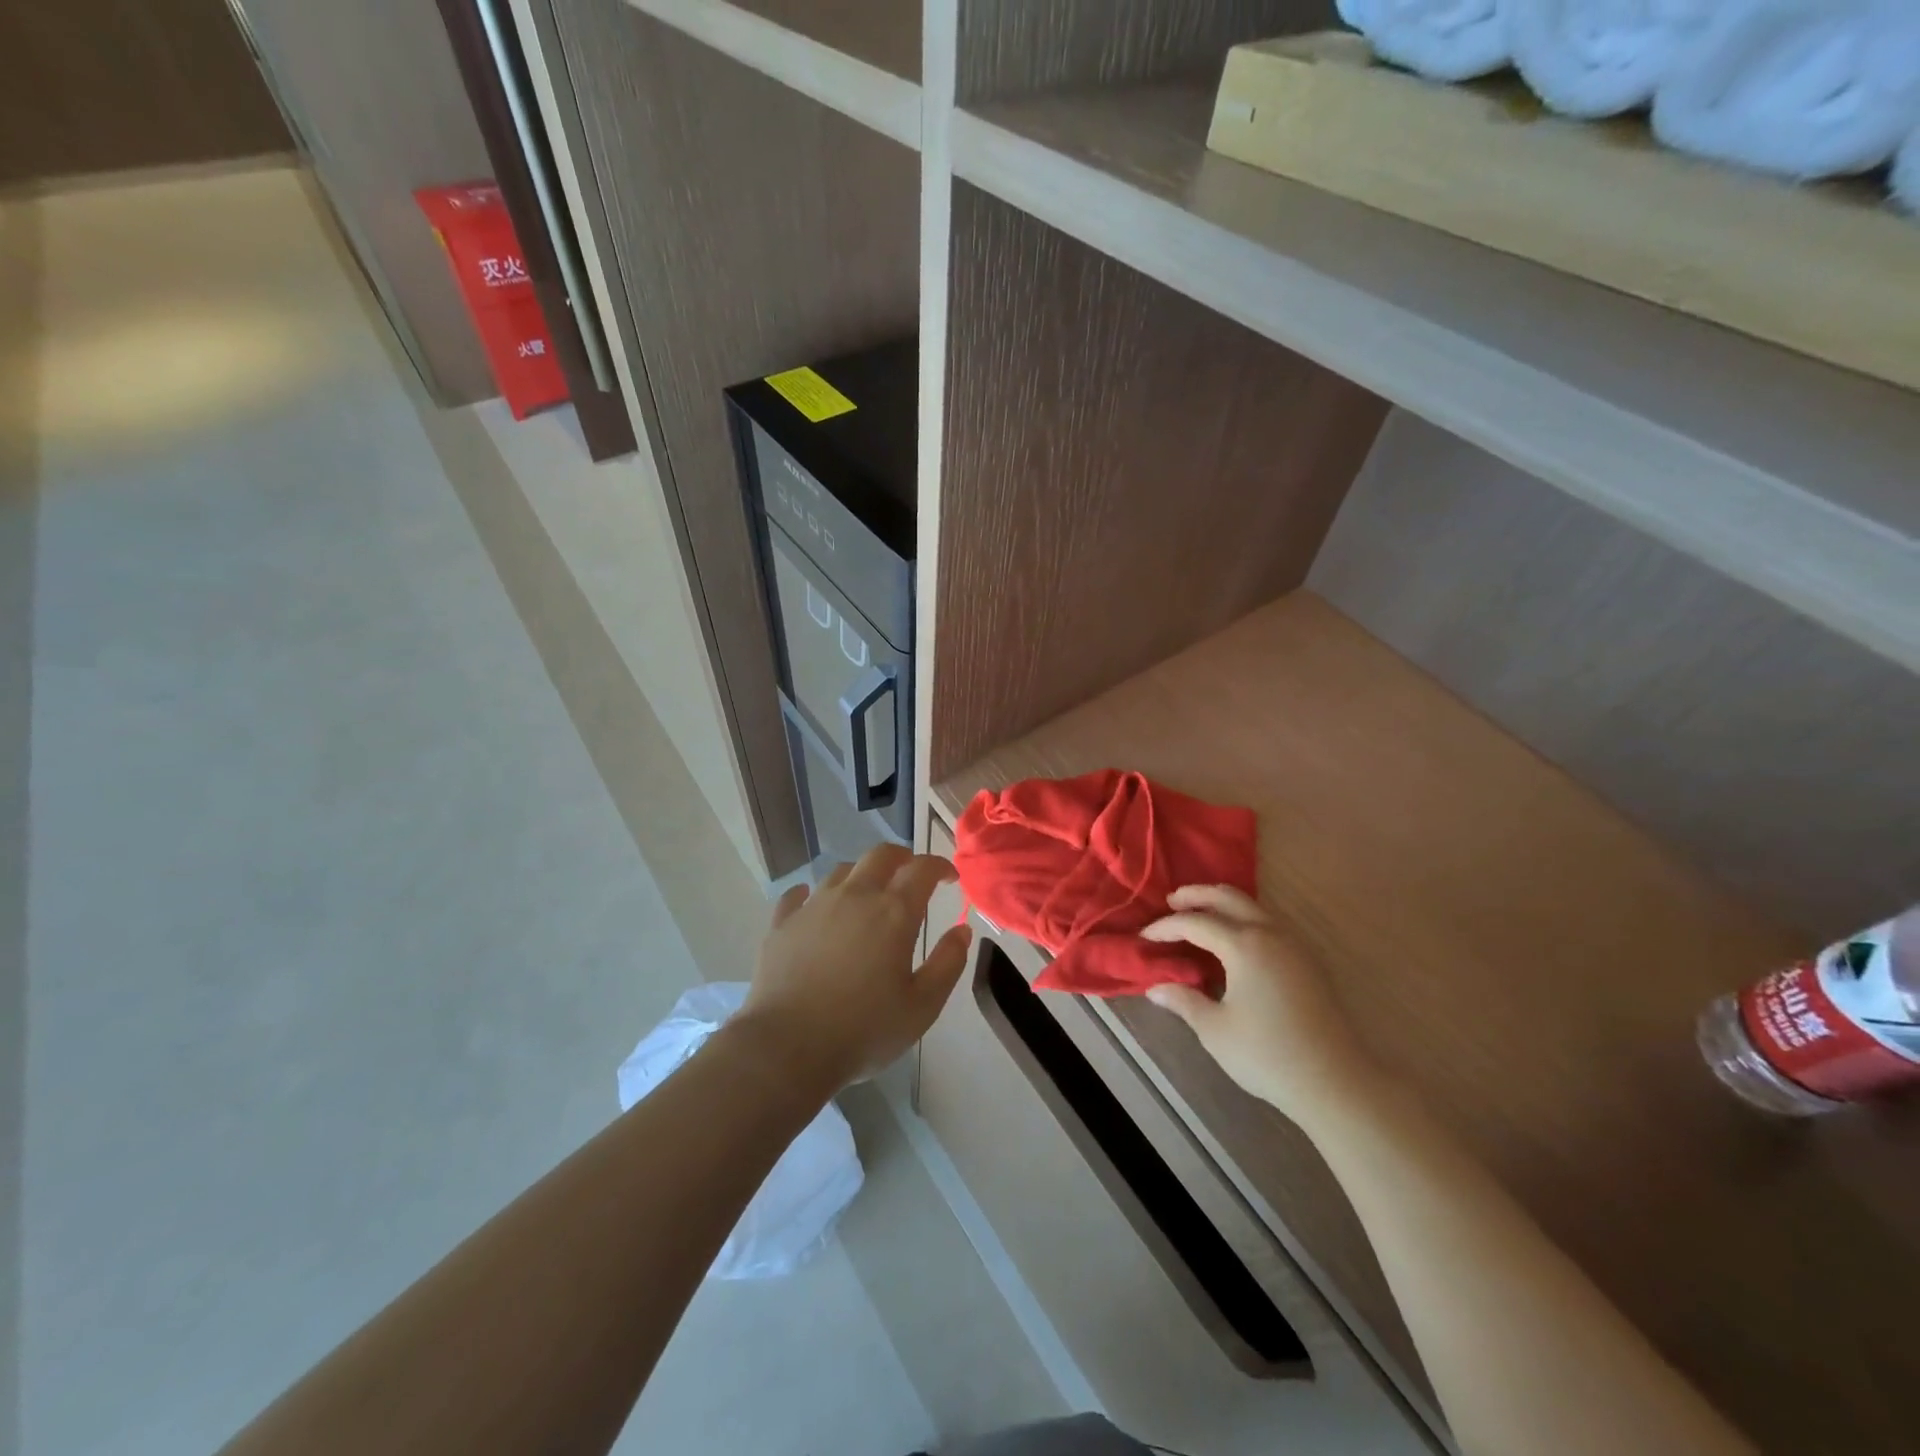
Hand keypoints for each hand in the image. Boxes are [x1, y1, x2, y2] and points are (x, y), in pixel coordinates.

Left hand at [739, 843, 973, 1091]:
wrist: (787, 1048)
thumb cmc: (864, 1030)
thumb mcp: (922, 1006)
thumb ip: (948, 963)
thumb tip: (962, 930)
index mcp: (893, 912)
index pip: (922, 869)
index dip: (940, 866)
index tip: (949, 878)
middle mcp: (854, 896)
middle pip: (881, 855)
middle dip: (902, 858)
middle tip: (911, 876)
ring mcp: (814, 906)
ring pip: (842, 871)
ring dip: (862, 875)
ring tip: (867, 896)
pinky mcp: (782, 923)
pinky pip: (798, 894)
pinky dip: (811, 894)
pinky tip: (814, 905)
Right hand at [1142, 885, 1379, 1123]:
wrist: (1335, 1081)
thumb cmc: (1267, 1054)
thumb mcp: (1215, 1029)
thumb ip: (1183, 1001)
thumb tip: (1155, 988)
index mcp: (1244, 945)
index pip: (1195, 922)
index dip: (1166, 926)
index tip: (1144, 936)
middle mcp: (1270, 933)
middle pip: (1227, 897)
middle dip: (1196, 896)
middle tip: (1171, 901)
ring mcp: (1294, 945)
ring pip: (1252, 906)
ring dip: (1222, 904)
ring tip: (1199, 915)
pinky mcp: (1307, 961)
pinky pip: (1268, 922)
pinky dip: (1243, 918)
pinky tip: (1233, 939)